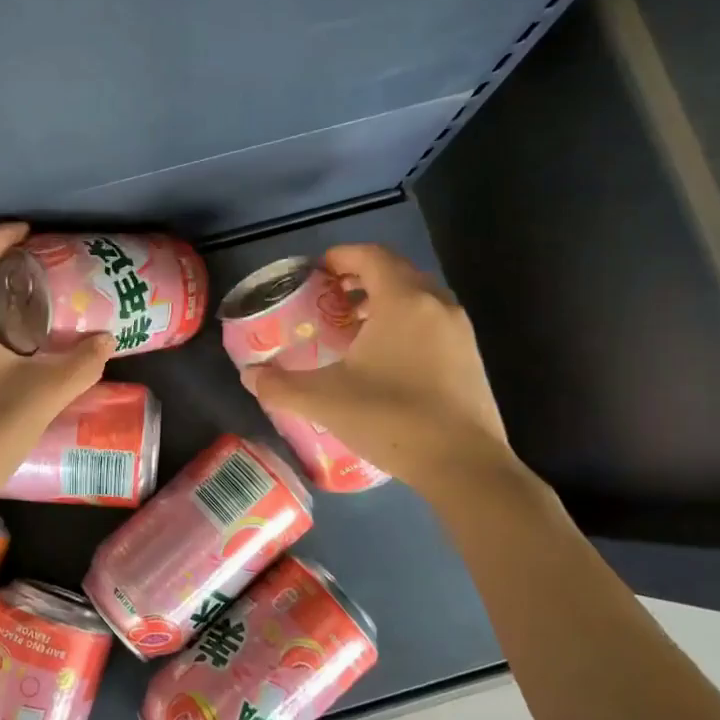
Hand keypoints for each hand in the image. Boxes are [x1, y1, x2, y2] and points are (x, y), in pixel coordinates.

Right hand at [239, 244, 516, 493]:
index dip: (340, 256)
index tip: (315, 273)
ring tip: (352, 328)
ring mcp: (459, 330)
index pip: (370, 255)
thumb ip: (280, 386)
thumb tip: (249, 376)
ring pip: (416, 297)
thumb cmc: (391, 418)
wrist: (464, 464)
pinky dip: (404, 323)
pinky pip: (432, 321)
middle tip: (327, 300)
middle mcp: (436, 303)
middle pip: (395, 271)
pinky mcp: (470, 356)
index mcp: (403, 300)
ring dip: (383, 301)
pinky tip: (383, 360)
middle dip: (358, 278)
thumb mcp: (325, 400)